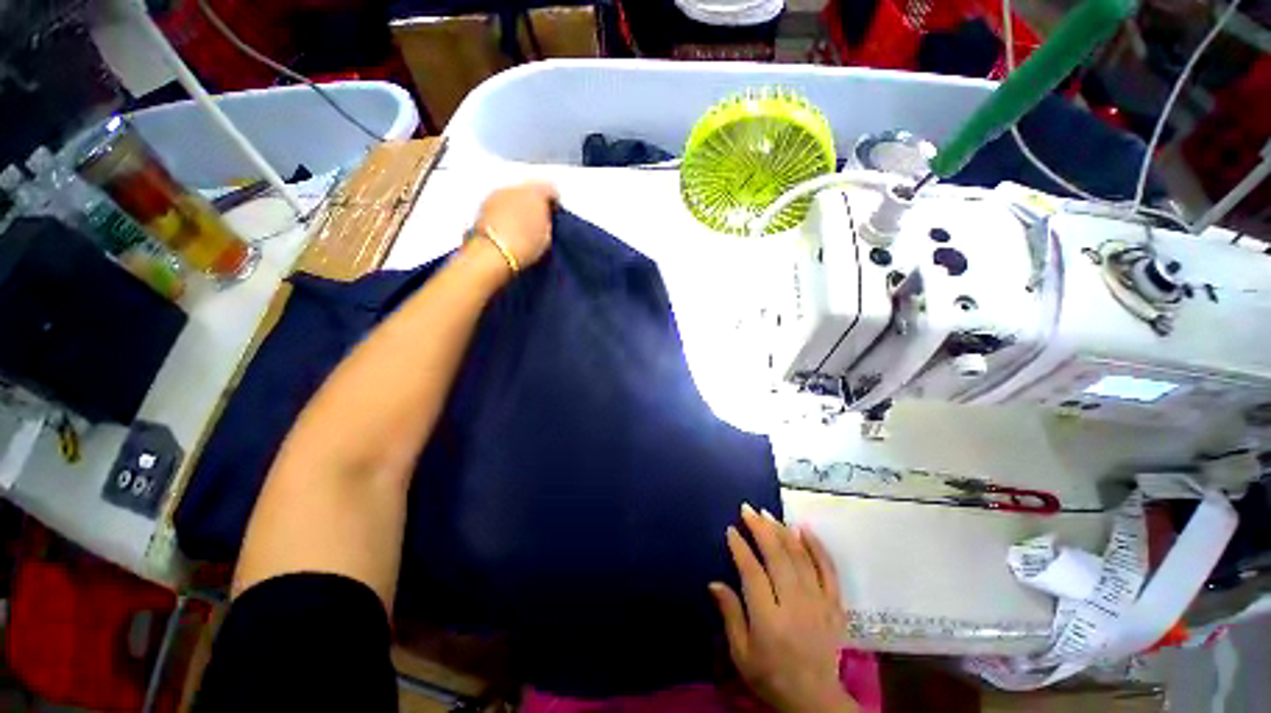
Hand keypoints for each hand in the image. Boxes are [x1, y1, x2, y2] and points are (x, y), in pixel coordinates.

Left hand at [474, 182, 557, 271]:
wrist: (493, 252)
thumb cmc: (527, 245)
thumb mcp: (547, 236)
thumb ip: (546, 220)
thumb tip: (543, 216)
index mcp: (536, 192)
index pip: (551, 190)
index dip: (554, 203)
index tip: (554, 215)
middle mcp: (515, 186)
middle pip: (529, 190)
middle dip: (534, 202)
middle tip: (537, 220)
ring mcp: (497, 193)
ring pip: (513, 195)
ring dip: (518, 206)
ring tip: (520, 225)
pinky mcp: (482, 204)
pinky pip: (500, 204)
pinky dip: (505, 212)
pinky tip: (506, 227)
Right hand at [710, 505, 856, 712]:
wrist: (815, 699)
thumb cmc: (770, 675)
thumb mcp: (741, 653)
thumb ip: (730, 615)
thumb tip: (714, 582)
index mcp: (769, 620)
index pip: (753, 573)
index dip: (741, 548)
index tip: (731, 529)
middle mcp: (795, 606)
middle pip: (777, 558)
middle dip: (761, 529)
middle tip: (748, 509)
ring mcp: (819, 603)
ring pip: (800, 557)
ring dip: (783, 531)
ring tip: (768, 513)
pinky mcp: (835, 604)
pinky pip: (828, 569)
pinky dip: (816, 546)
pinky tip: (804, 528)